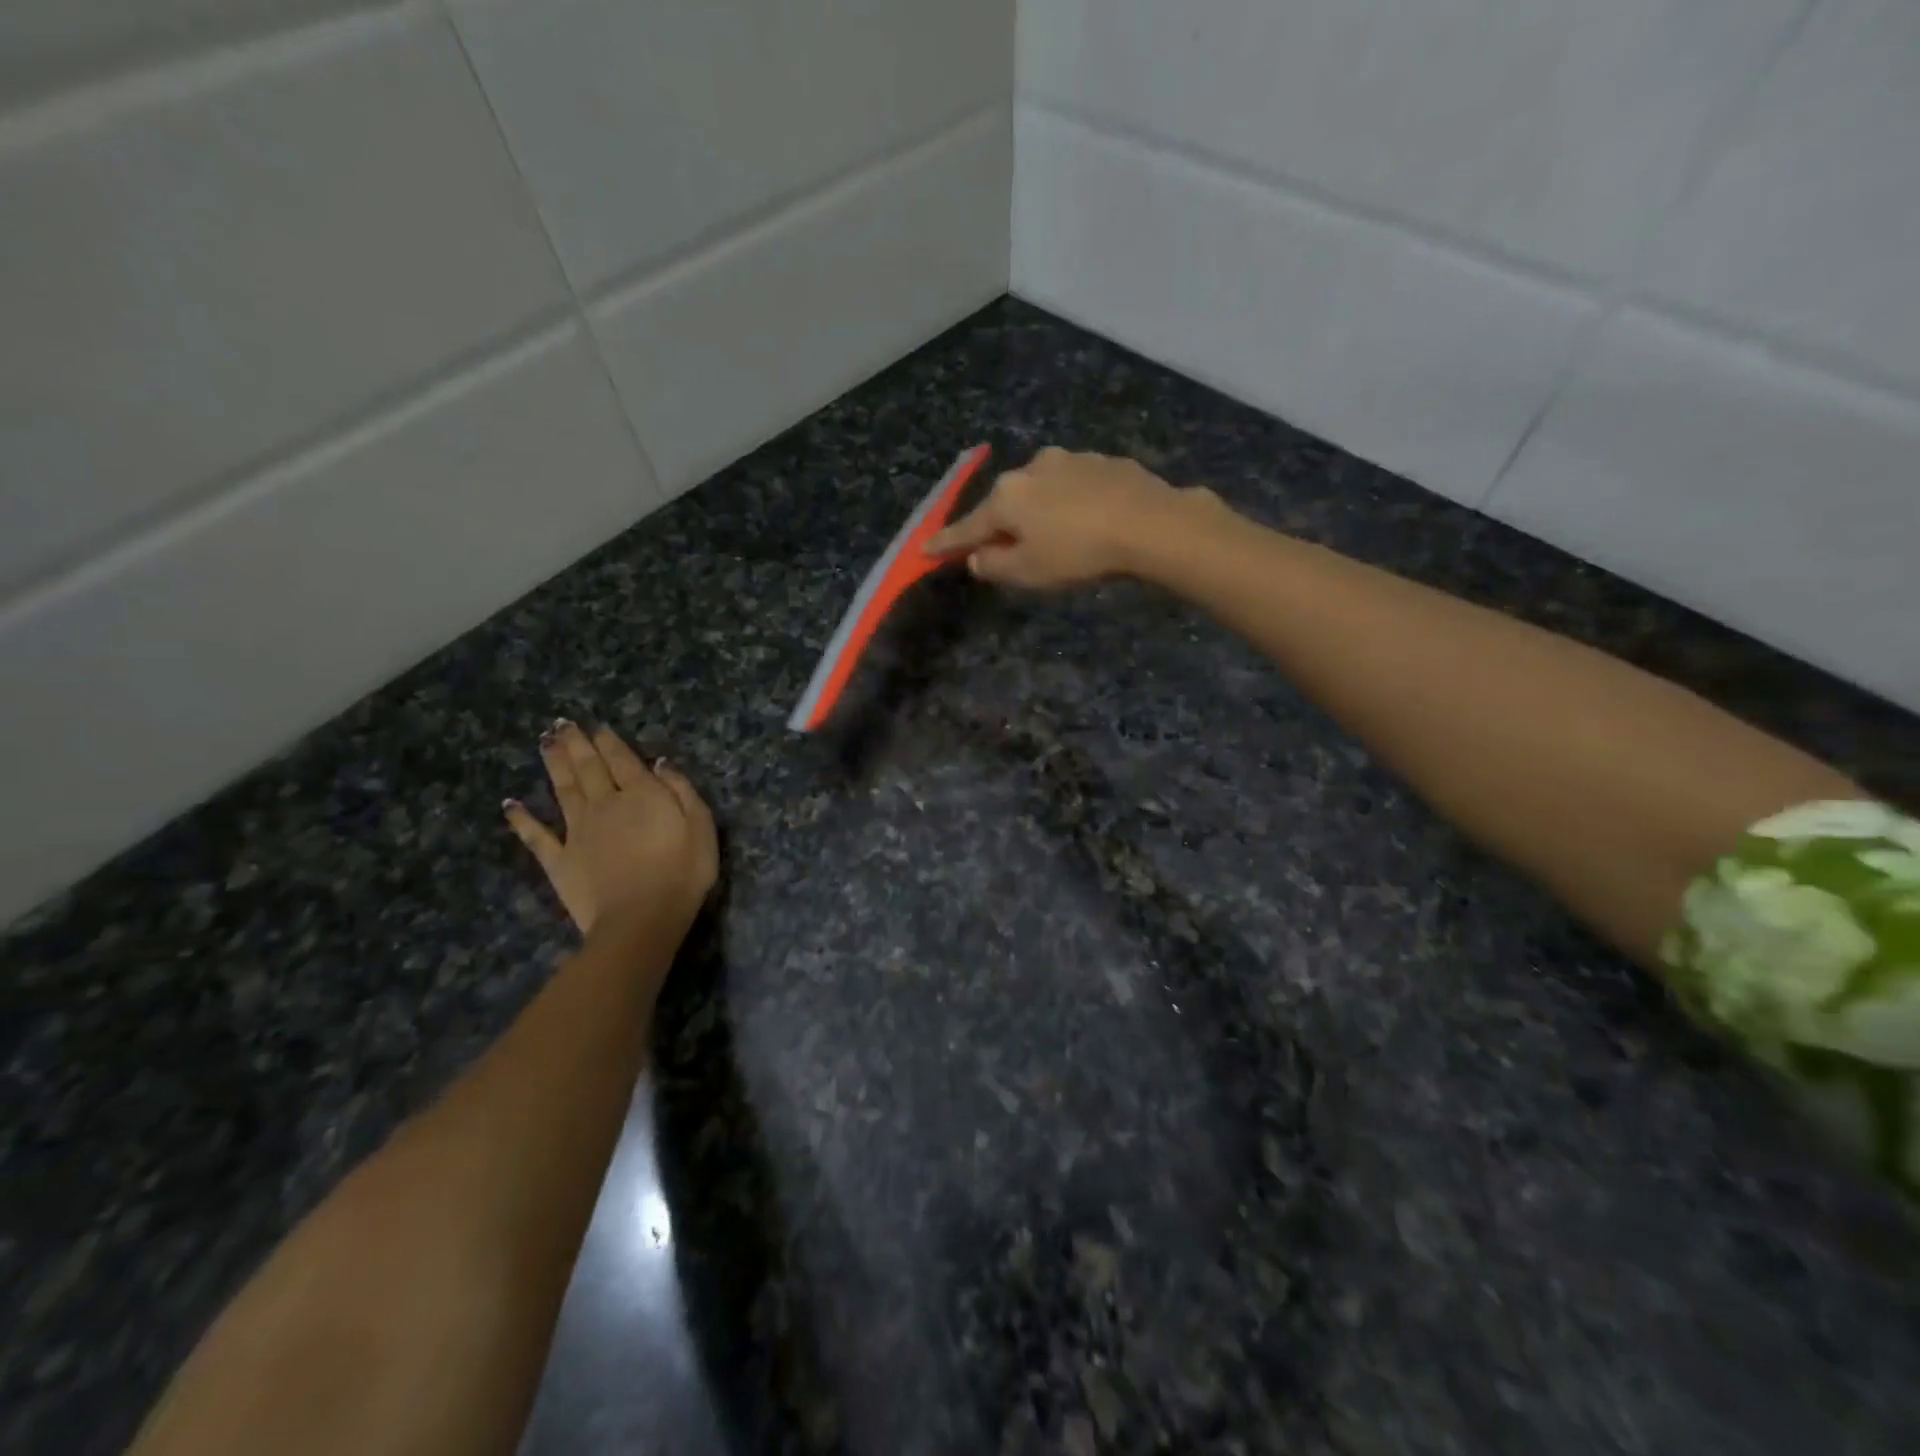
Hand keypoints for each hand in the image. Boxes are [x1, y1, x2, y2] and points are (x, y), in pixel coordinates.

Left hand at [504, 721, 717, 939]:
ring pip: (563, 790)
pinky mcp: (559, 860)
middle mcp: (605, 804)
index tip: (598, 727)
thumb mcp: (701, 827)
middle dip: (576, 744)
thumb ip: (682, 791)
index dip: (609, 742)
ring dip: (553, 765)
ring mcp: (577, 831)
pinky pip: (536, 836)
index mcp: (641, 795)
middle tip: (562, 724)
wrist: (640, 919)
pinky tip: (510, 805)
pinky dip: (522, 819)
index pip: (623, 760)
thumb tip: (661, 764)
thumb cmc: (682, 873)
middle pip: (588, 768)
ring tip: (543, 742)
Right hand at [926, 447, 1211, 588]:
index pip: (968, 527)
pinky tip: (1088, 520)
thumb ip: (994, 566)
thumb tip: (977, 557)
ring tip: (1056, 536)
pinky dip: (1071, 503)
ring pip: (1041, 491)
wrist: (1149, 523)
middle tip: (1006, 550)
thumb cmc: (1078, 553)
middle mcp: (1031, 469)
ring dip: (1039, 512)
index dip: (946, 543)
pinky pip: (1074, 486)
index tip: (925, 550)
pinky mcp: (1103, 461)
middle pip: (1005, 504)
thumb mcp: (1028, 573)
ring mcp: (1069, 460)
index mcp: (1007, 497)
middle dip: (1002, 525)